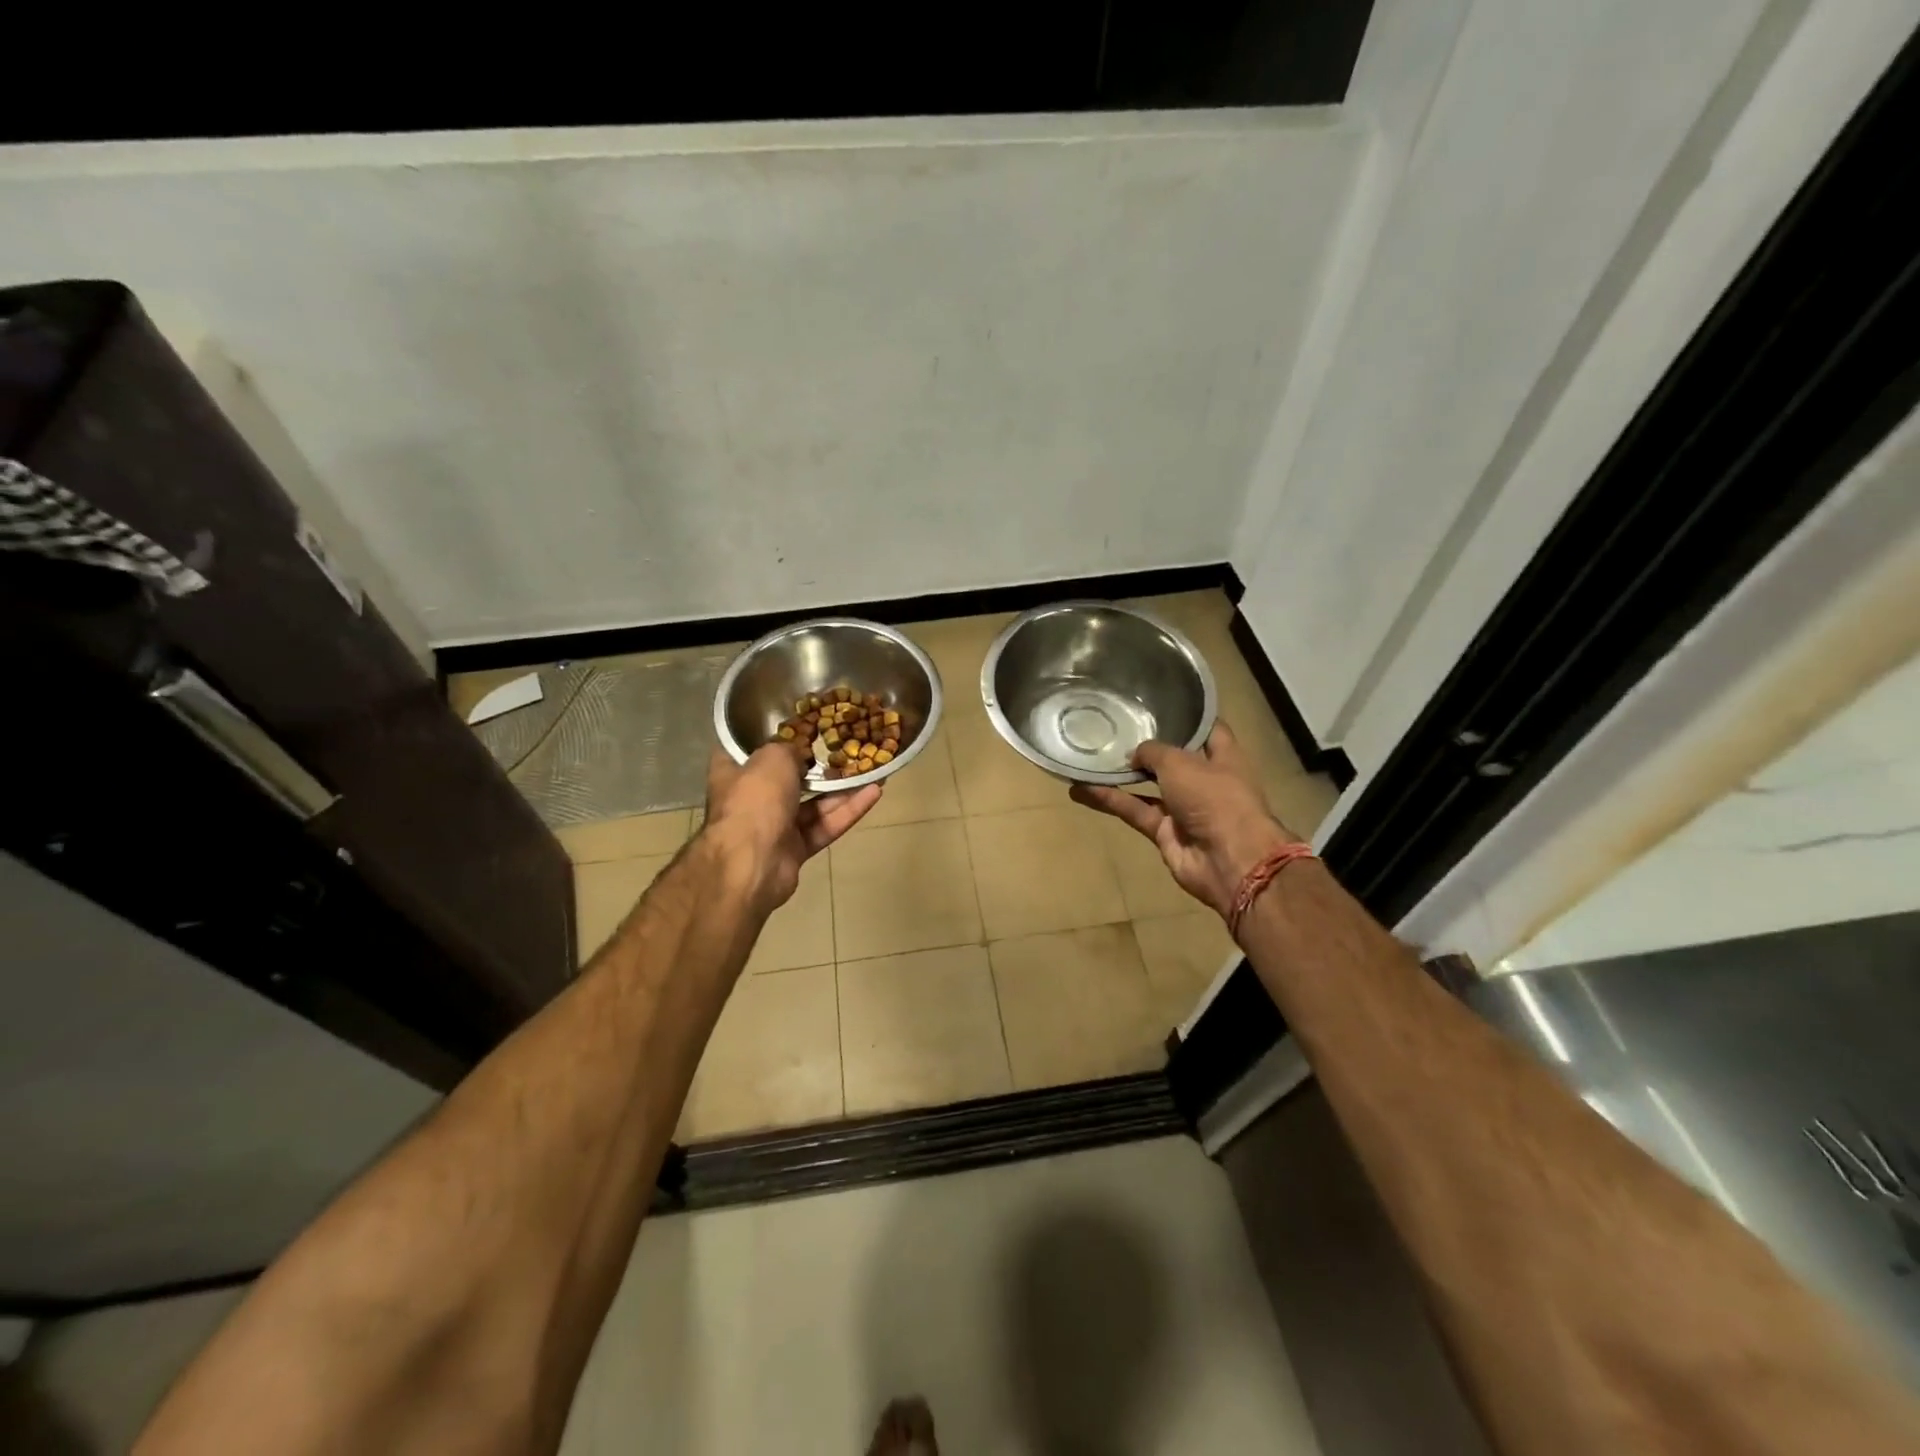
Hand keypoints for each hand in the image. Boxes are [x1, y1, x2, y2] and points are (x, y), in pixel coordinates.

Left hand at [702, 744, 879, 914]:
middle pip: (787, 779)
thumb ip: (790, 749)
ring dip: (841, 789)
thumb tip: (800, 753)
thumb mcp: (773, 757)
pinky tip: (874, 793)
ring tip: (871, 769)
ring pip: (813, 805)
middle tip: (844, 749)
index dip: (773, 738)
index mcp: (733, 774)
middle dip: (816, 767)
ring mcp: (774, 827)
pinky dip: (847, 811)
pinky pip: (824, 826)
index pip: (750, 751)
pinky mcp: (795, 849)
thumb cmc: (755, 799)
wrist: (751, 862)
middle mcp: (752, 799)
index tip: (799, 727)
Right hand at [1069, 721, 1296, 919]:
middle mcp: (1205, 780)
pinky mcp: (1165, 832)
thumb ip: (1153, 752)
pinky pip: (1134, 811)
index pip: (1207, 730)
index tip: (1159, 704)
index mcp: (1224, 757)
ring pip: (1147, 786)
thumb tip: (1134, 754)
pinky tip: (1081, 790)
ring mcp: (1185, 808)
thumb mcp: (1180, 762)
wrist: (1229, 860)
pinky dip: (1110, 801)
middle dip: (1146, 747)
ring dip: (1120, 775)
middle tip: (1114, 728)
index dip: (1187, 717)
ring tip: (1089, 758)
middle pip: (1172, 759)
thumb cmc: (1215, 798)